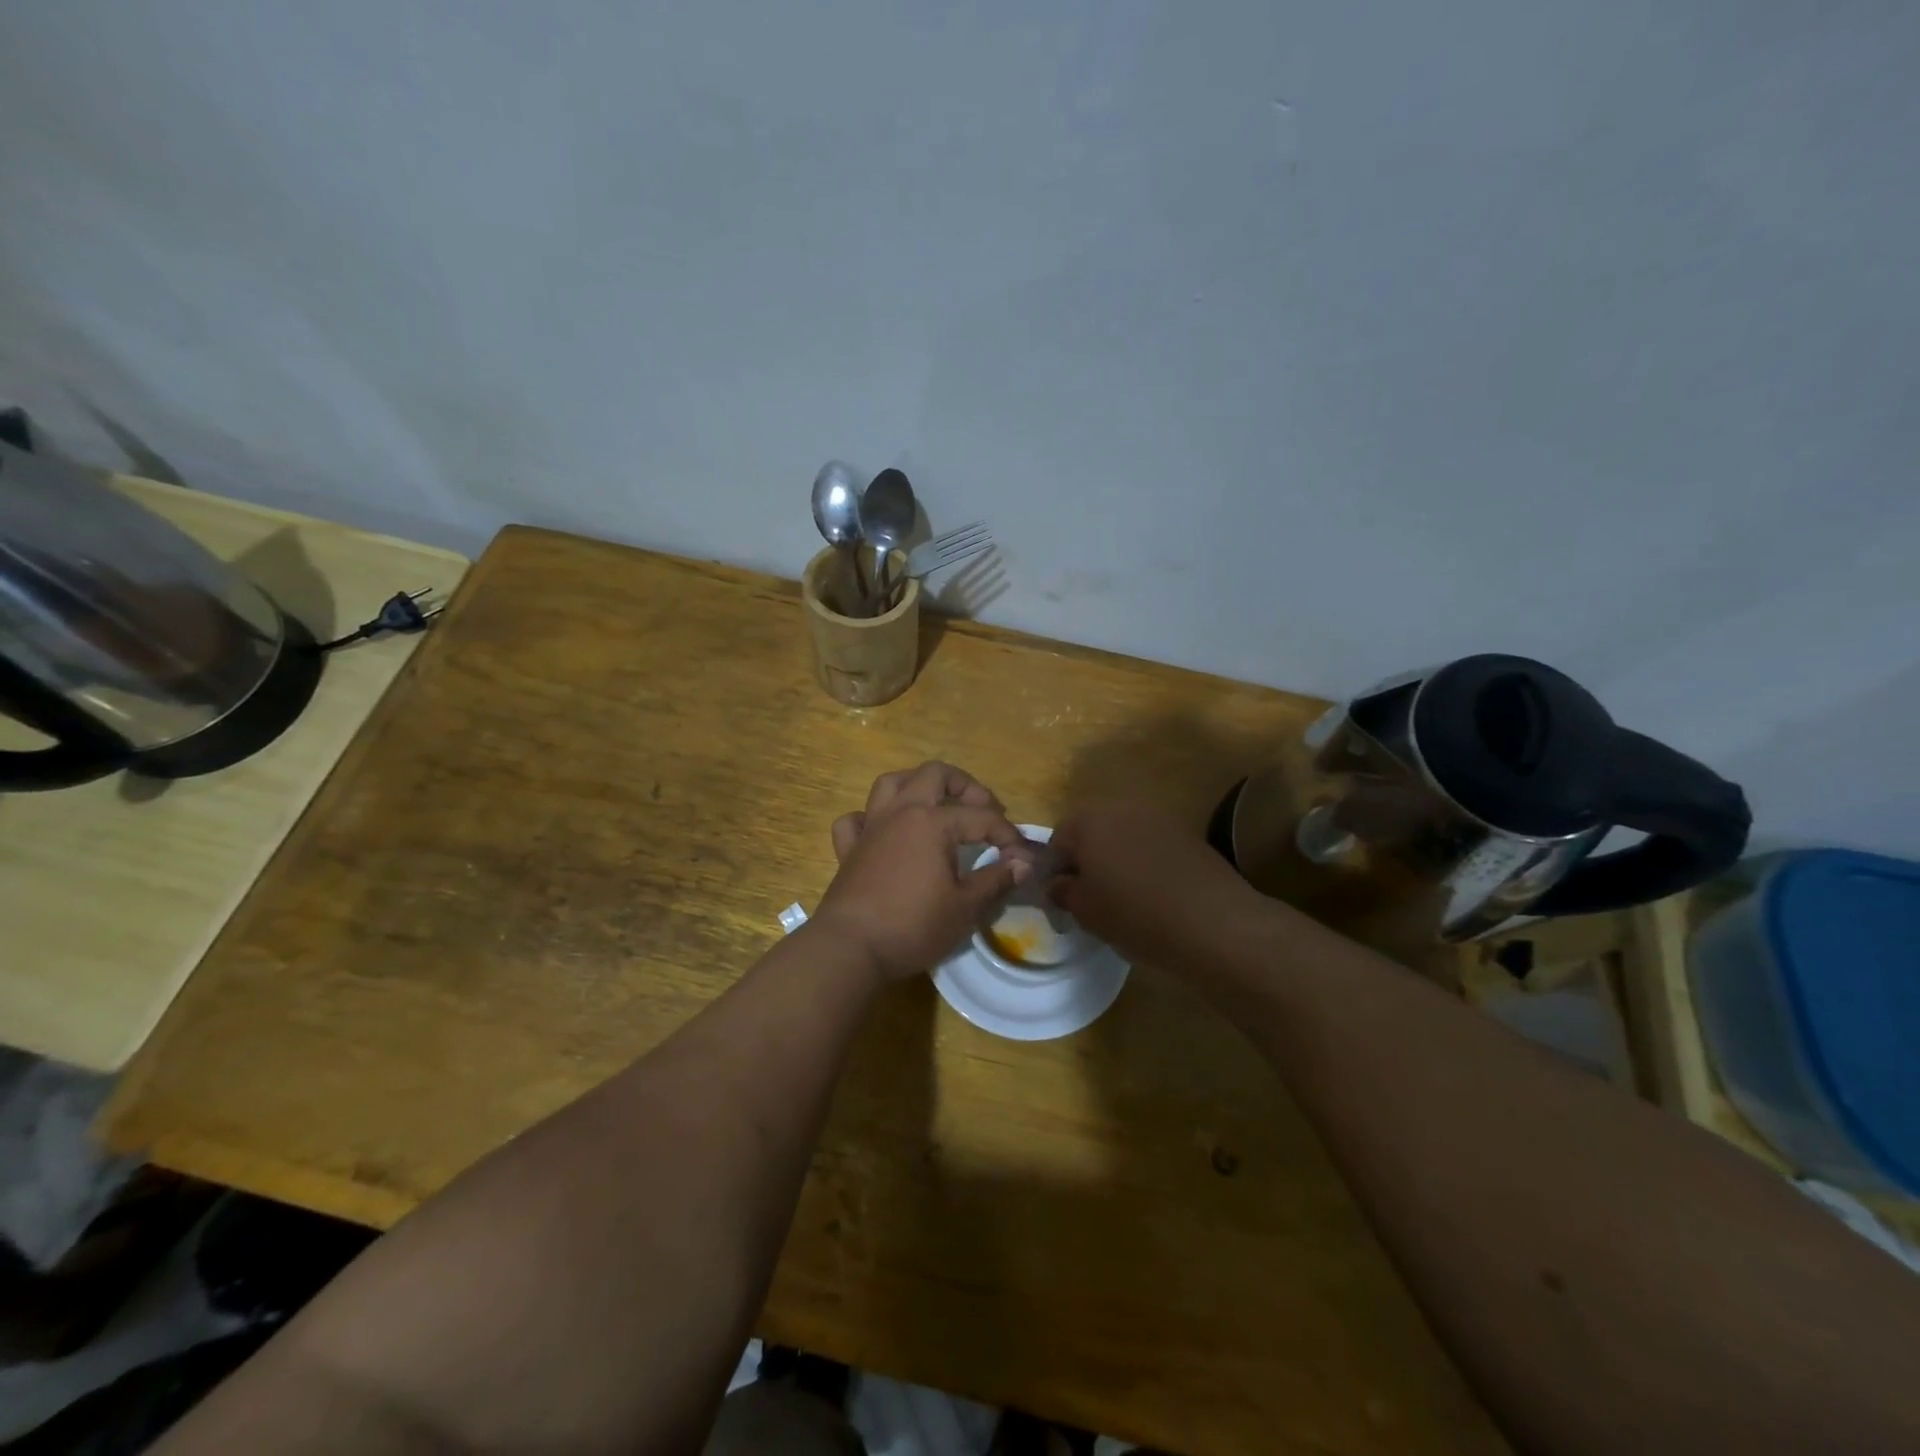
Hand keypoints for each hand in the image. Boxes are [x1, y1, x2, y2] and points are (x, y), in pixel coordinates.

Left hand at [813, 762, 1032, 980]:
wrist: (850, 948)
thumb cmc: (912, 926)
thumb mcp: (965, 908)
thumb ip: (995, 879)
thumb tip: (1023, 863)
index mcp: (932, 822)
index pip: (981, 817)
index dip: (1008, 835)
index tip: (1022, 859)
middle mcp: (901, 812)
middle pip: (934, 774)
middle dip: (965, 786)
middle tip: (984, 809)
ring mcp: (871, 827)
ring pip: (891, 783)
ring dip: (916, 785)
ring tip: (935, 804)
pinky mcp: (849, 849)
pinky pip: (855, 819)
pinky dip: (870, 818)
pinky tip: (883, 832)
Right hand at [1048, 801, 1263, 969]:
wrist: (1214, 921)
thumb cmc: (1136, 915)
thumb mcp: (1086, 912)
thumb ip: (1063, 892)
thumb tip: (1058, 884)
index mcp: (1088, 822)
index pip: (1057, 841)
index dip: (1055, 870)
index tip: (1061, 898)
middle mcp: (1121, 808)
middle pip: (1091, 832)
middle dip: (1086, 859)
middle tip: (1089, 896)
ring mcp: (1157, 817)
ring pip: (1122, 836)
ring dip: (1115, 858)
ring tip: (1122, 895)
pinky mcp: (1186, 832)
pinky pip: (1150, 844)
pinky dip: (1143, 862)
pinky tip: (1151, 892)